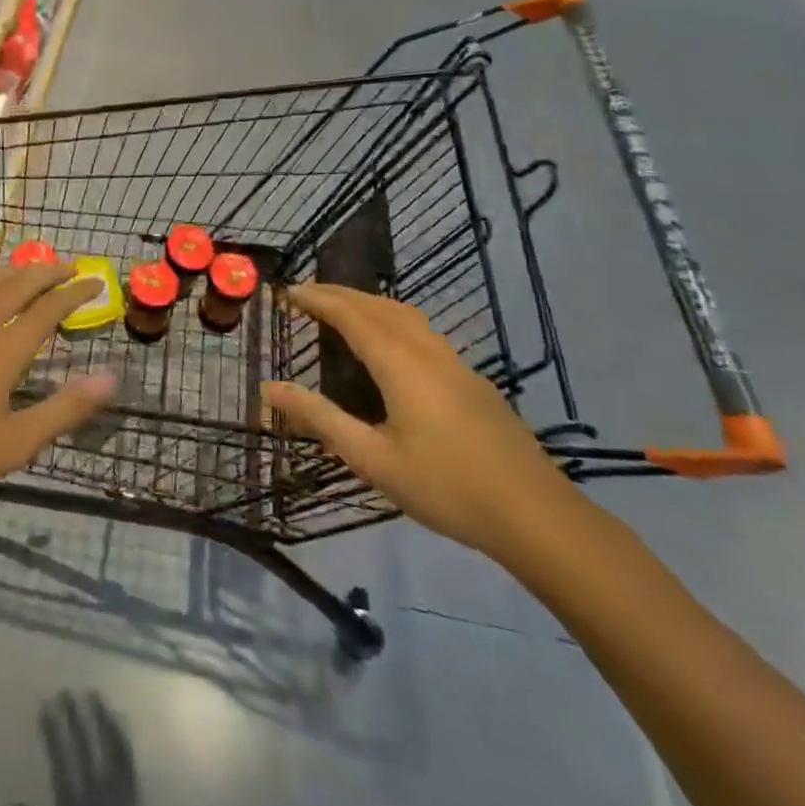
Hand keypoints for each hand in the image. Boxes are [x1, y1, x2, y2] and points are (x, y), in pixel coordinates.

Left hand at [0, 264, 116, 530]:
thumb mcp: (14, 445)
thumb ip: (65, 409)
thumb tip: (112, 376)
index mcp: (0, 351)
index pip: (47, 309)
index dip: (74, 294)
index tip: (95, 284)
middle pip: (15, 285)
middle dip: (46, 272)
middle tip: (69, 266)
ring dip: (10, 270)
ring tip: (28, 266)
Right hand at [261, 284, 582, 561]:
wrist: (535, 514)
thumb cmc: (446, 487)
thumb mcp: (372, 459)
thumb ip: (320, 418)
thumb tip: (269, 388)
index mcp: (400, 364)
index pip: (351, 315)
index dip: (318, 299)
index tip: (289, 291)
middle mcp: (427, 351)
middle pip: (378, 306)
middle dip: (340, 294)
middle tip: (307, 295)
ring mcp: (456, 362)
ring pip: (405, 314)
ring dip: (369, 303)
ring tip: (343, 310)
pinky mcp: (473, 380)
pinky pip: (422, 330)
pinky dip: (392, 319)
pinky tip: (391, 344)